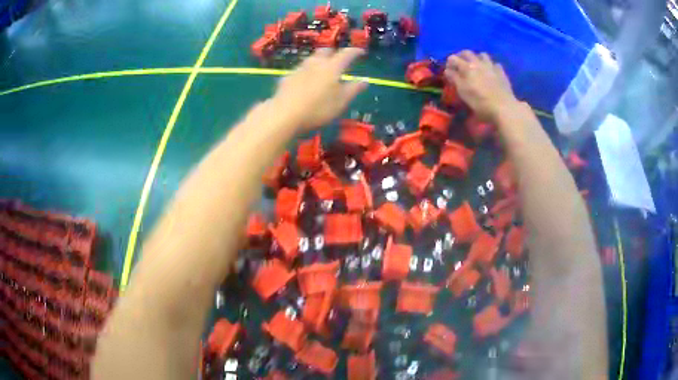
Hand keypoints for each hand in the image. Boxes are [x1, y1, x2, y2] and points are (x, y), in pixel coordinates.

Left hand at [272, 48, 367, 129]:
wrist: (284, 114)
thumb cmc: (318, 109)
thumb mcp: (341, 102)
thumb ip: (353, 89)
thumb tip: (365, 81)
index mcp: (332, 67)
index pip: (346, 54)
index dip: (355, 52)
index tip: (361, 52)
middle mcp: (316, 63)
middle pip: (326, 51)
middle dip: (334, 52)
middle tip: (339, 59)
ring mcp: (299, 69)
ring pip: (311, 58)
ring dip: (319, 60)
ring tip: (323, 68)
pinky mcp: (287, 77)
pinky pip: (300, 69)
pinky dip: (307, 71)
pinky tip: (306, 79)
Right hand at [445, 51, 519, 121]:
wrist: (504, 108)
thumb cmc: (480, 102)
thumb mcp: (463, 92)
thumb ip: (454, 79)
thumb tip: (448, 70)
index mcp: (467, 67)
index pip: (453, 58)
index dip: (449, 63)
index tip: (448, 71)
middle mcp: (478, 63)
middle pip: (467, 53)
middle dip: (461, 56)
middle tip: (460, 65)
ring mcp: (491, 66)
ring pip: (482, 55)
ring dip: (477, 58)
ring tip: (476, 66)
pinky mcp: (501, 72)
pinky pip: (495, 64)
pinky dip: (491, 66)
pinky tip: (491, 73)